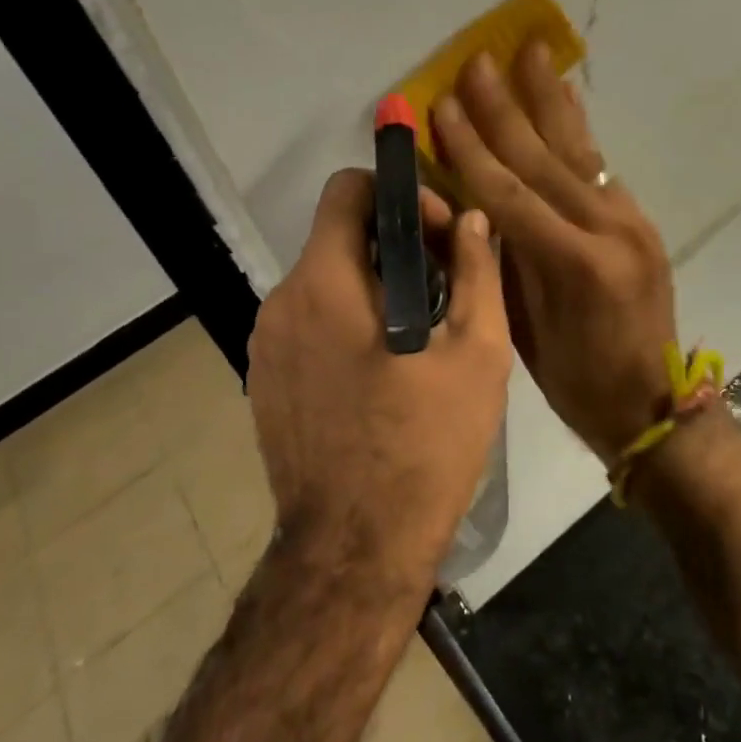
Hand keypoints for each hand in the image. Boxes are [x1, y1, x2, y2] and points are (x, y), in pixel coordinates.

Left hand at [246, 169, 511, 597]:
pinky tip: (382, 367)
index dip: (397, 195)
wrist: (354, 552)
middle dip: (394, 242)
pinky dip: (346, 318)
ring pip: (324, 278)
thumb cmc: (424, 446)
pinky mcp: (263, 378)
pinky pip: (308, 320)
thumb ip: (477, 272)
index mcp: (324, 283)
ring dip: (372, 283)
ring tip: (420, 328)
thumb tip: (474, 219)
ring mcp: (264, 343)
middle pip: (338, 235)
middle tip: (444, 283)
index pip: (346, 189)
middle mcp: (282, 301)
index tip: (437, 235)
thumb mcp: (476, 353)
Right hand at [431, 43, 678, 465]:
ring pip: (578, 148)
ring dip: (549, 98)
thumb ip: (499, 262)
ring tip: (533, 52)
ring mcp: (630, 219)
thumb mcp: (522, 332)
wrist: (654, 406)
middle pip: (543, 158)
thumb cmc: (576, 383)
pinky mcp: (638, 219)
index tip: (443, 104)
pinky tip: (567, 97)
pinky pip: (599, 165)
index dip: (470, 147)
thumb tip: (467, 205)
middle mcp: (607, 229)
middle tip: (480, 60)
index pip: (508, 192)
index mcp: (573, 264)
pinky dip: (577, 128)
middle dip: (505, 107)